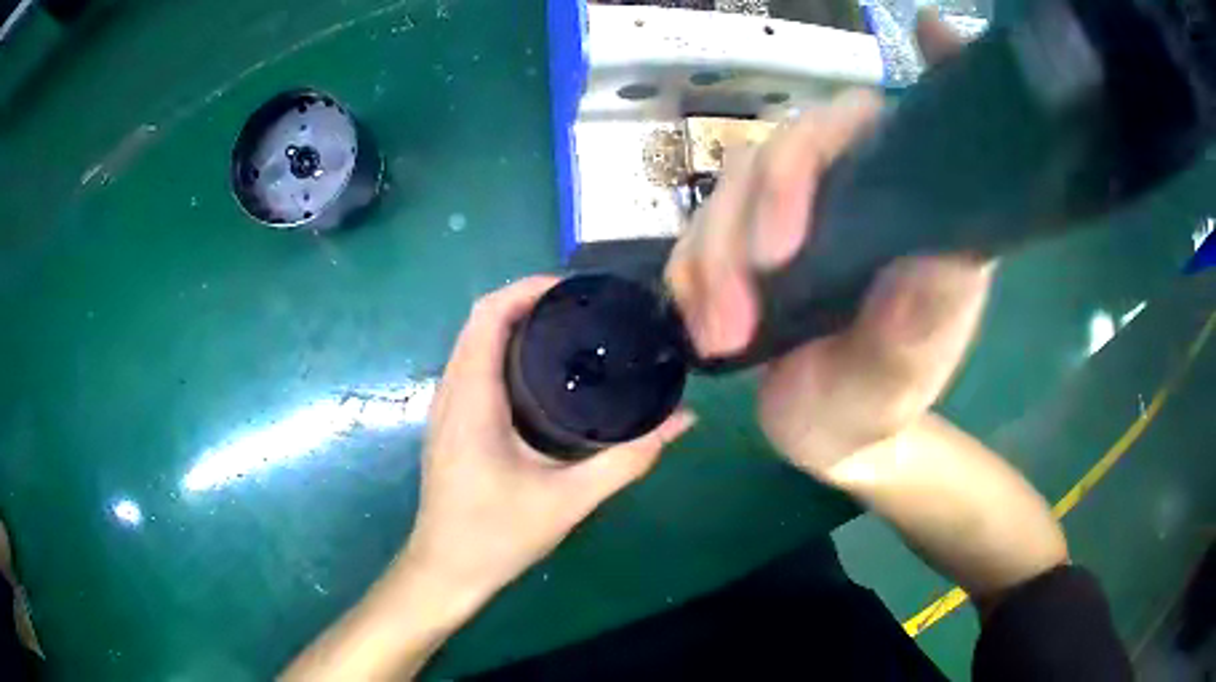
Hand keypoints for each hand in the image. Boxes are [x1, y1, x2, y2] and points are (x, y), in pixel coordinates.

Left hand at [401, 276, 695, 607]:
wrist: (447, 570)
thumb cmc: (498, 535)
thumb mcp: (570, 499)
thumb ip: (629, 458)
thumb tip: (683, 420)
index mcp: (472, 399)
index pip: (488, 315)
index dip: (528, 288)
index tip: (576, 291)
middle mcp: (451, 391)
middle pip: (481, 320)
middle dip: (529, 301)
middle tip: (585, 309)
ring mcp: (445, 407)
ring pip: (474, 341)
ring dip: (515, 323)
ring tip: (571, 329)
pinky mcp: (450, 422)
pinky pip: (473, 365)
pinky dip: (504, 349)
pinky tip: (544, 370)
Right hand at [665, 13, 990, 478]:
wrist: (831, 436)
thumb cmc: (880, 406)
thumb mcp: (901, 383)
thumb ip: (920, 327)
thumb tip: (937, 256)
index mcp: (917, 217)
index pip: (915, 128)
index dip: (934, 72)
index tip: (931, 32)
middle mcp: (859, 194)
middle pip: (802, 140)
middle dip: (767, 201)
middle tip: (758, 285)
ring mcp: (798, 211)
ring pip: (738, 179)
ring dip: (716, 253)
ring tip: (723, 335)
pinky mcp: (747, 236)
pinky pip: (702, 227)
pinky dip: (691, 272)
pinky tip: (704, 324)